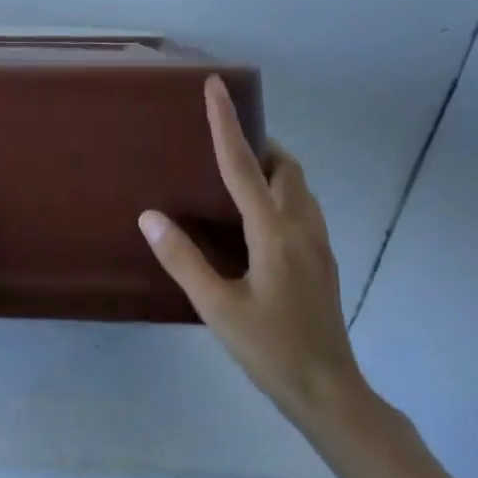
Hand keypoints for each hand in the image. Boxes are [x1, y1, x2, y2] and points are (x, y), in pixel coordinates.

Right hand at [139, 77, 366, 421]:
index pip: (244, 166)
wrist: (327, 390)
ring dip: (272, 168)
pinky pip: (302, 208)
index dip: (227, 124)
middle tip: (221, 143)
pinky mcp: (322, 261)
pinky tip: (255, 219)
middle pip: (285, 167)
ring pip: (300, 187)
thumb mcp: (216, 306)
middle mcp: (301, 229)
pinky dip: (280, 193)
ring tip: (236, 175)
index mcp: (274, 234)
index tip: (217, 87)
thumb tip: (150, 216)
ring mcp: (318, 245)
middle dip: (257, 143)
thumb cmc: (268, 348)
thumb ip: (182, 259)